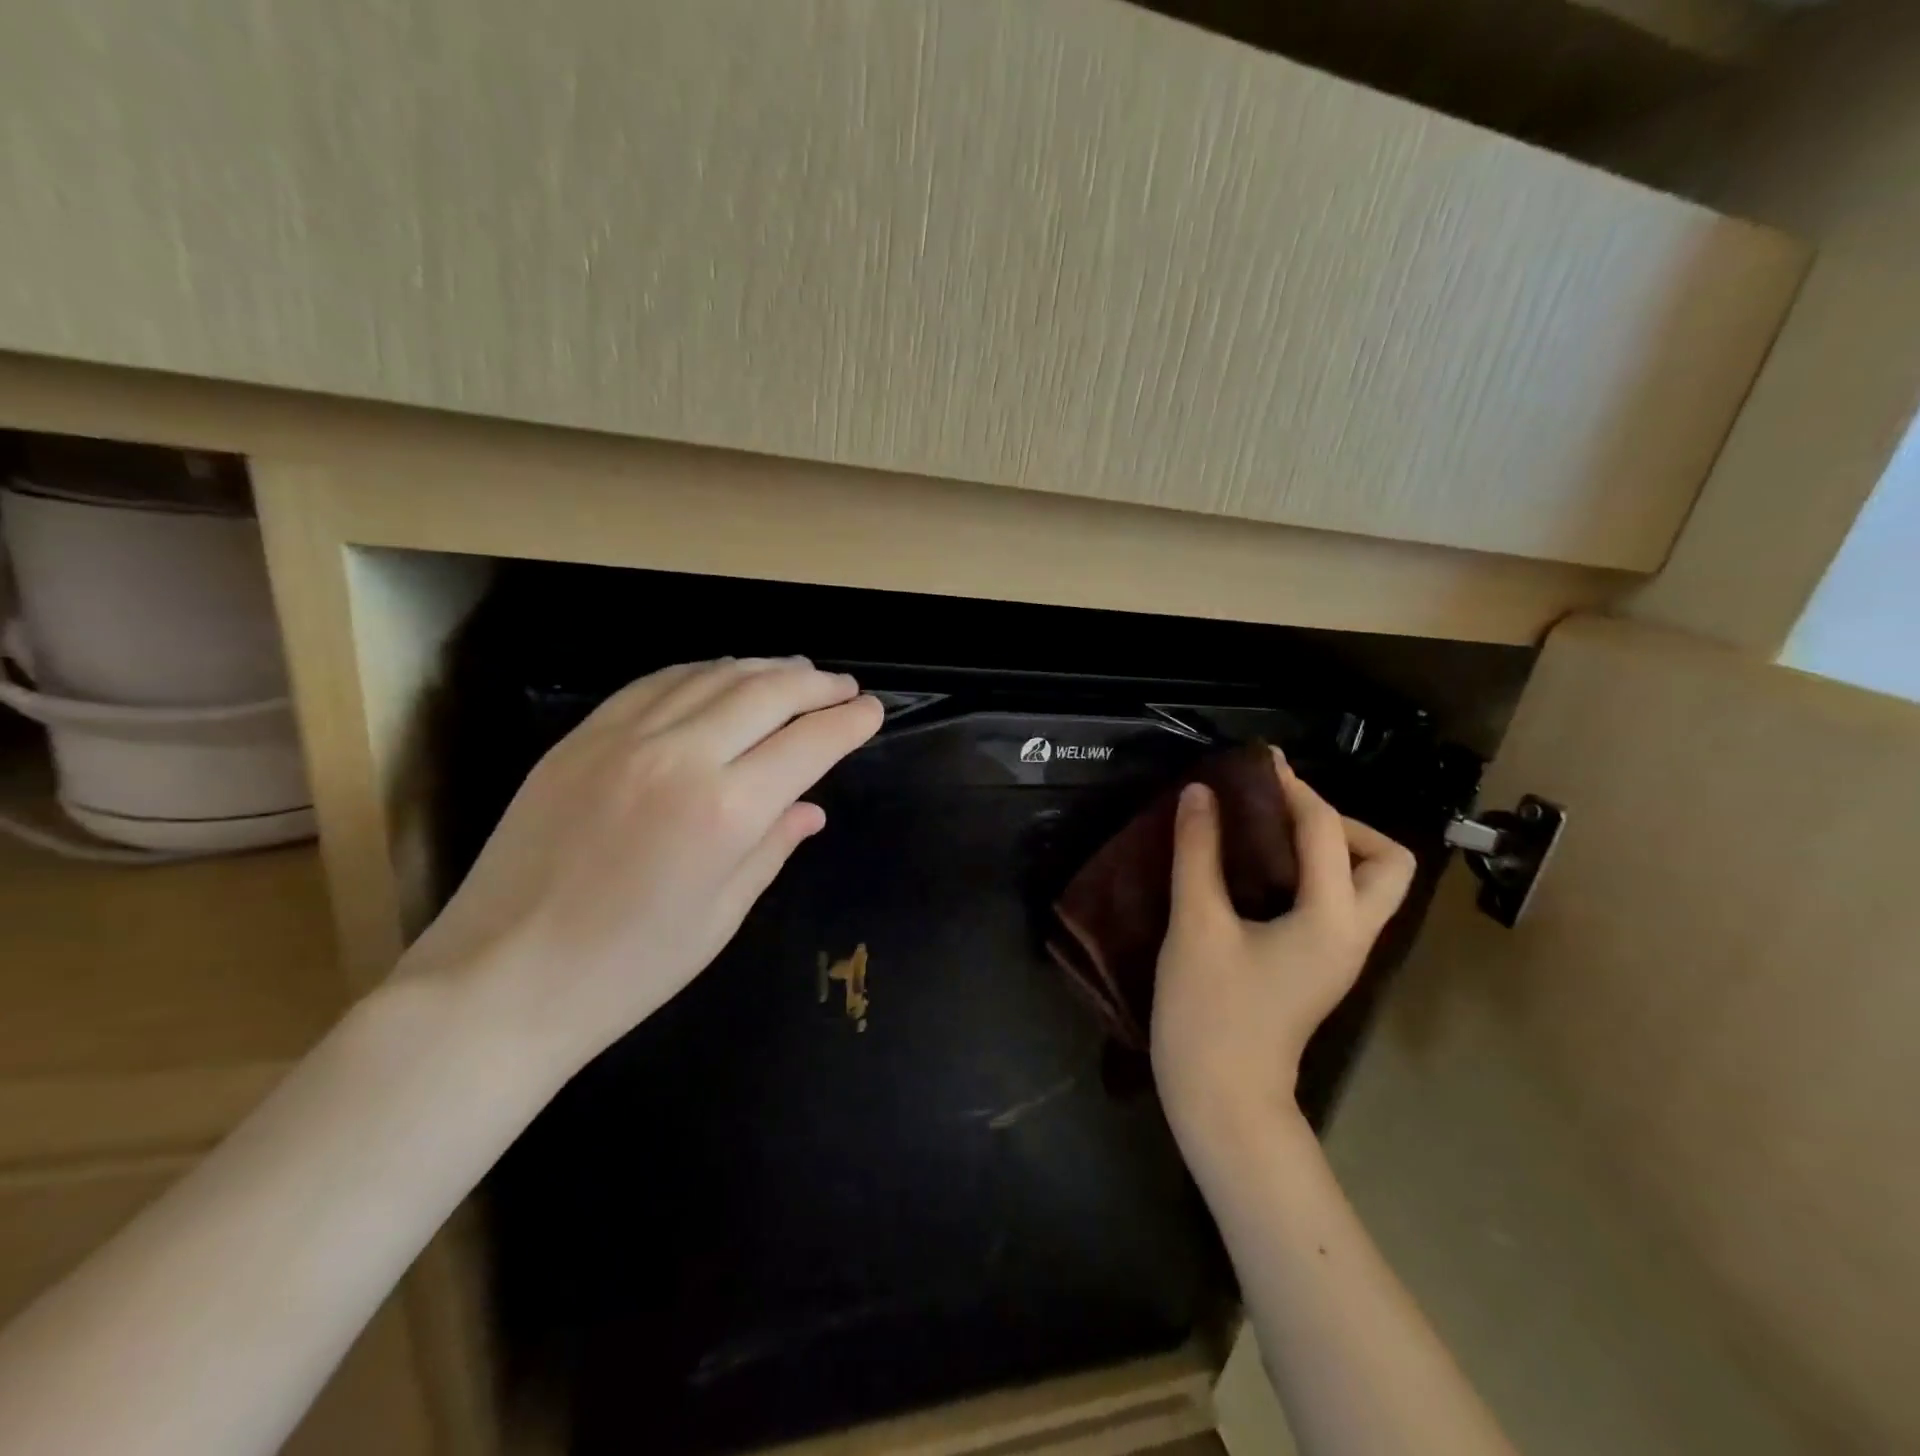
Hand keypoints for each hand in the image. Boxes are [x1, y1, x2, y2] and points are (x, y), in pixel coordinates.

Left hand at [400, 657, 882, 1079]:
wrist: (501, 980)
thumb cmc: (629, 969)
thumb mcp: (722, 915)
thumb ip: (772, 846)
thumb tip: (810, 807)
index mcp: (725, 811)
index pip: (808, 743)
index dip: (849, 722)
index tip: (873, 711)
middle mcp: (680, 756)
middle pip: (766, 692)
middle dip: (817, 685)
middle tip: (845, 686)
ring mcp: (623, 738)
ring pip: (712, 676)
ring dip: (764, 668)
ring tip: (797, 671)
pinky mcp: (581, 737)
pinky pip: (656, 683)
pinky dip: (701, 672)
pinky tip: (721, 676)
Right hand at [1151, 747, 1414, 1160]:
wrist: (1222, 1099)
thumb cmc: (1209, 1012)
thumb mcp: (1197, 924)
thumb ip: (1199, 852)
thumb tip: (1201, 793)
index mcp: (1332, 919)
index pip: (1326, 832)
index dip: (1293, 789)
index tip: (1258, 762)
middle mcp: (1353, 933)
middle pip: (1384, 860)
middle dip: (1338, 822)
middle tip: (1278, 813)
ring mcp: (1341, 953)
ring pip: (1366, 883)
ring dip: (1329, 847)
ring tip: (1267, 833)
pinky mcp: (1320, 965)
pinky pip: (1336, 900)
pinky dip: (1310, 872)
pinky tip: (1258, 869)